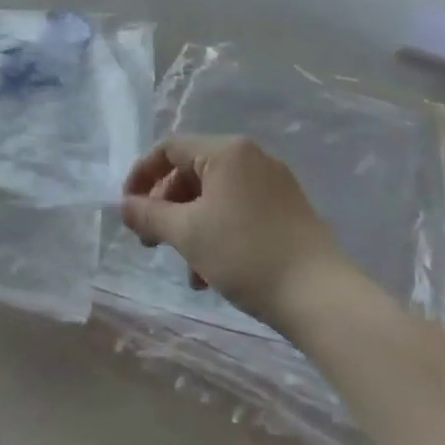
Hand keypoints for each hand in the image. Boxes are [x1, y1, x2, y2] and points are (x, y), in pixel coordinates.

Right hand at [120, 136, 348, 330]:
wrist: (320, 295)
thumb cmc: (245, 254)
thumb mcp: (188, 233)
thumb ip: (150, 215)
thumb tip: (125, 205)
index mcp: (227, 152)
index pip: (170, 149)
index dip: (142, 175)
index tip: (127, 209)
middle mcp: (251, 158)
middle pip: (192, 172)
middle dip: (166, 207)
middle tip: (149, 241)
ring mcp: (273, 184)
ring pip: (215, 197)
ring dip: (190, 227)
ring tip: (185, 268)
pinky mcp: (287, 211)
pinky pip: (238, 211)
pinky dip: (217, 233)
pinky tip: (211, 274)